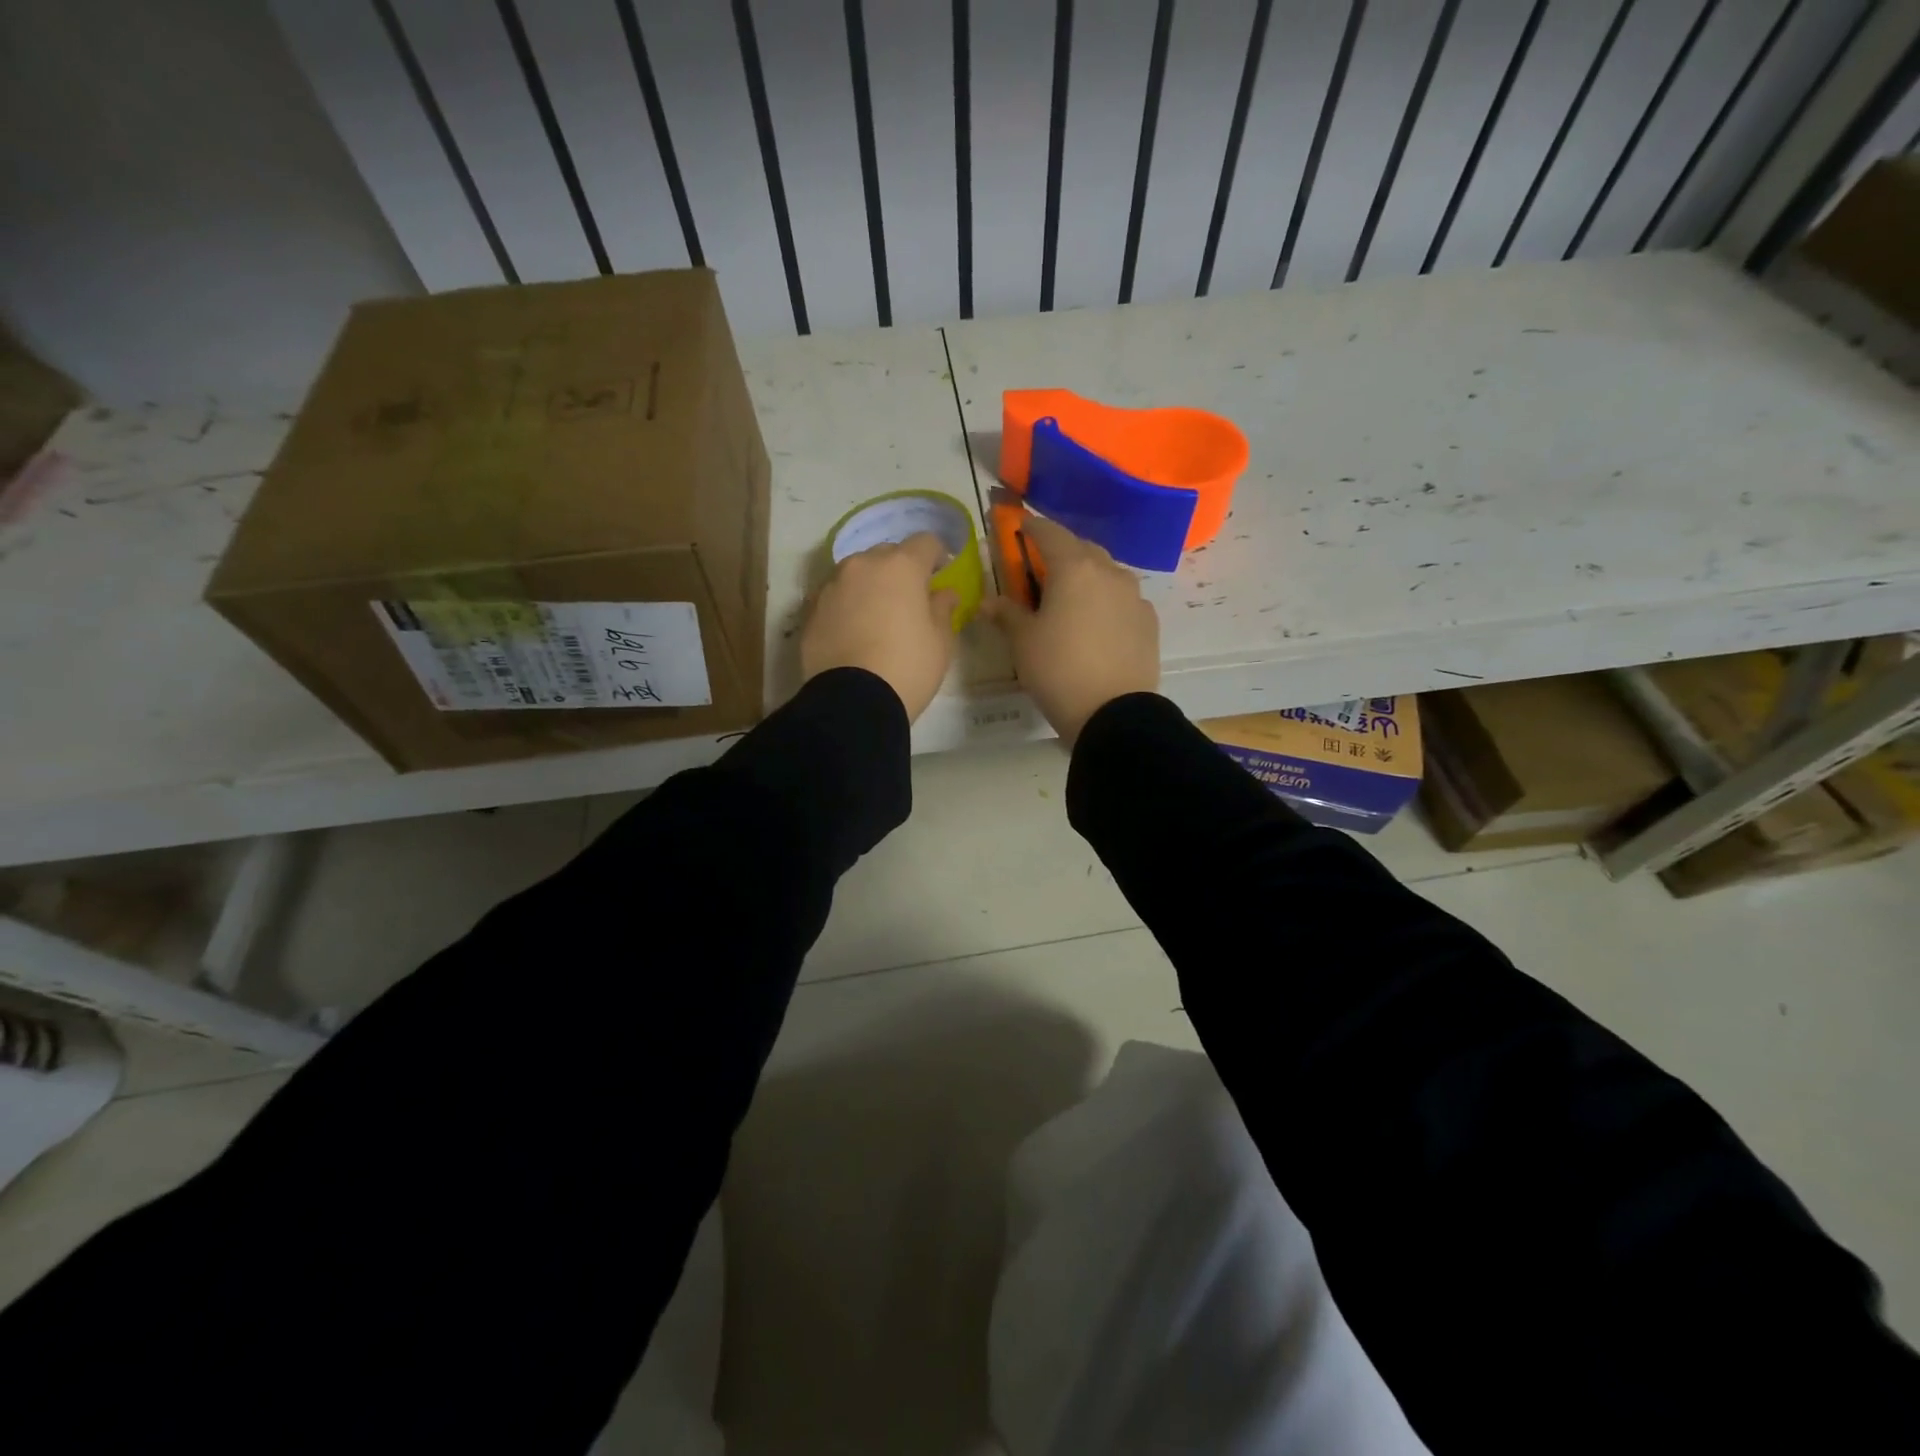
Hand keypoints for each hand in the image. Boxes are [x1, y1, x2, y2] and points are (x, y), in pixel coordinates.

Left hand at [802, 532, 958, 722]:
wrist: (853, 702)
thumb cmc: (908, 667)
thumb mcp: (940, 642)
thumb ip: (943, 610)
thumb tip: (944, 594)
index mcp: (901, 567)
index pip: (925, 542)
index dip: (936, 556)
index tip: (940, 574)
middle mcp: (862, 565)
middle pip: (887, 554)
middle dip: (900, 569)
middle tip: (909, 599)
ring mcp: (832, 586)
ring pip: (856, 573)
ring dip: (870, 586)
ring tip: (877, 616)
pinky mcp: (811, 610)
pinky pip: (836, 597)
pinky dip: (847, 605)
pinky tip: (854, 631)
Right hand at [980, 515, 1158, 744]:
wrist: (1114, 714)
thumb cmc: (1059, 670)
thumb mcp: (1023, 642)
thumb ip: (1006, 614)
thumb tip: (987, 601)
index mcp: (1074, 568)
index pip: (1050, 533)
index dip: (1031, 527)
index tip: (1020, 526)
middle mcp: (1109, 572)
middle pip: (1082, 549)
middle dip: (1061, 551)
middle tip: (1042, 568)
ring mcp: (1134, 596)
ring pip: (1106, 572)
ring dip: (1087, 575)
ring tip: (1070, 597)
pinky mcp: (1148, 621)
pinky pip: (1123, 598)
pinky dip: (1106, 600)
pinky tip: (1096, 622)